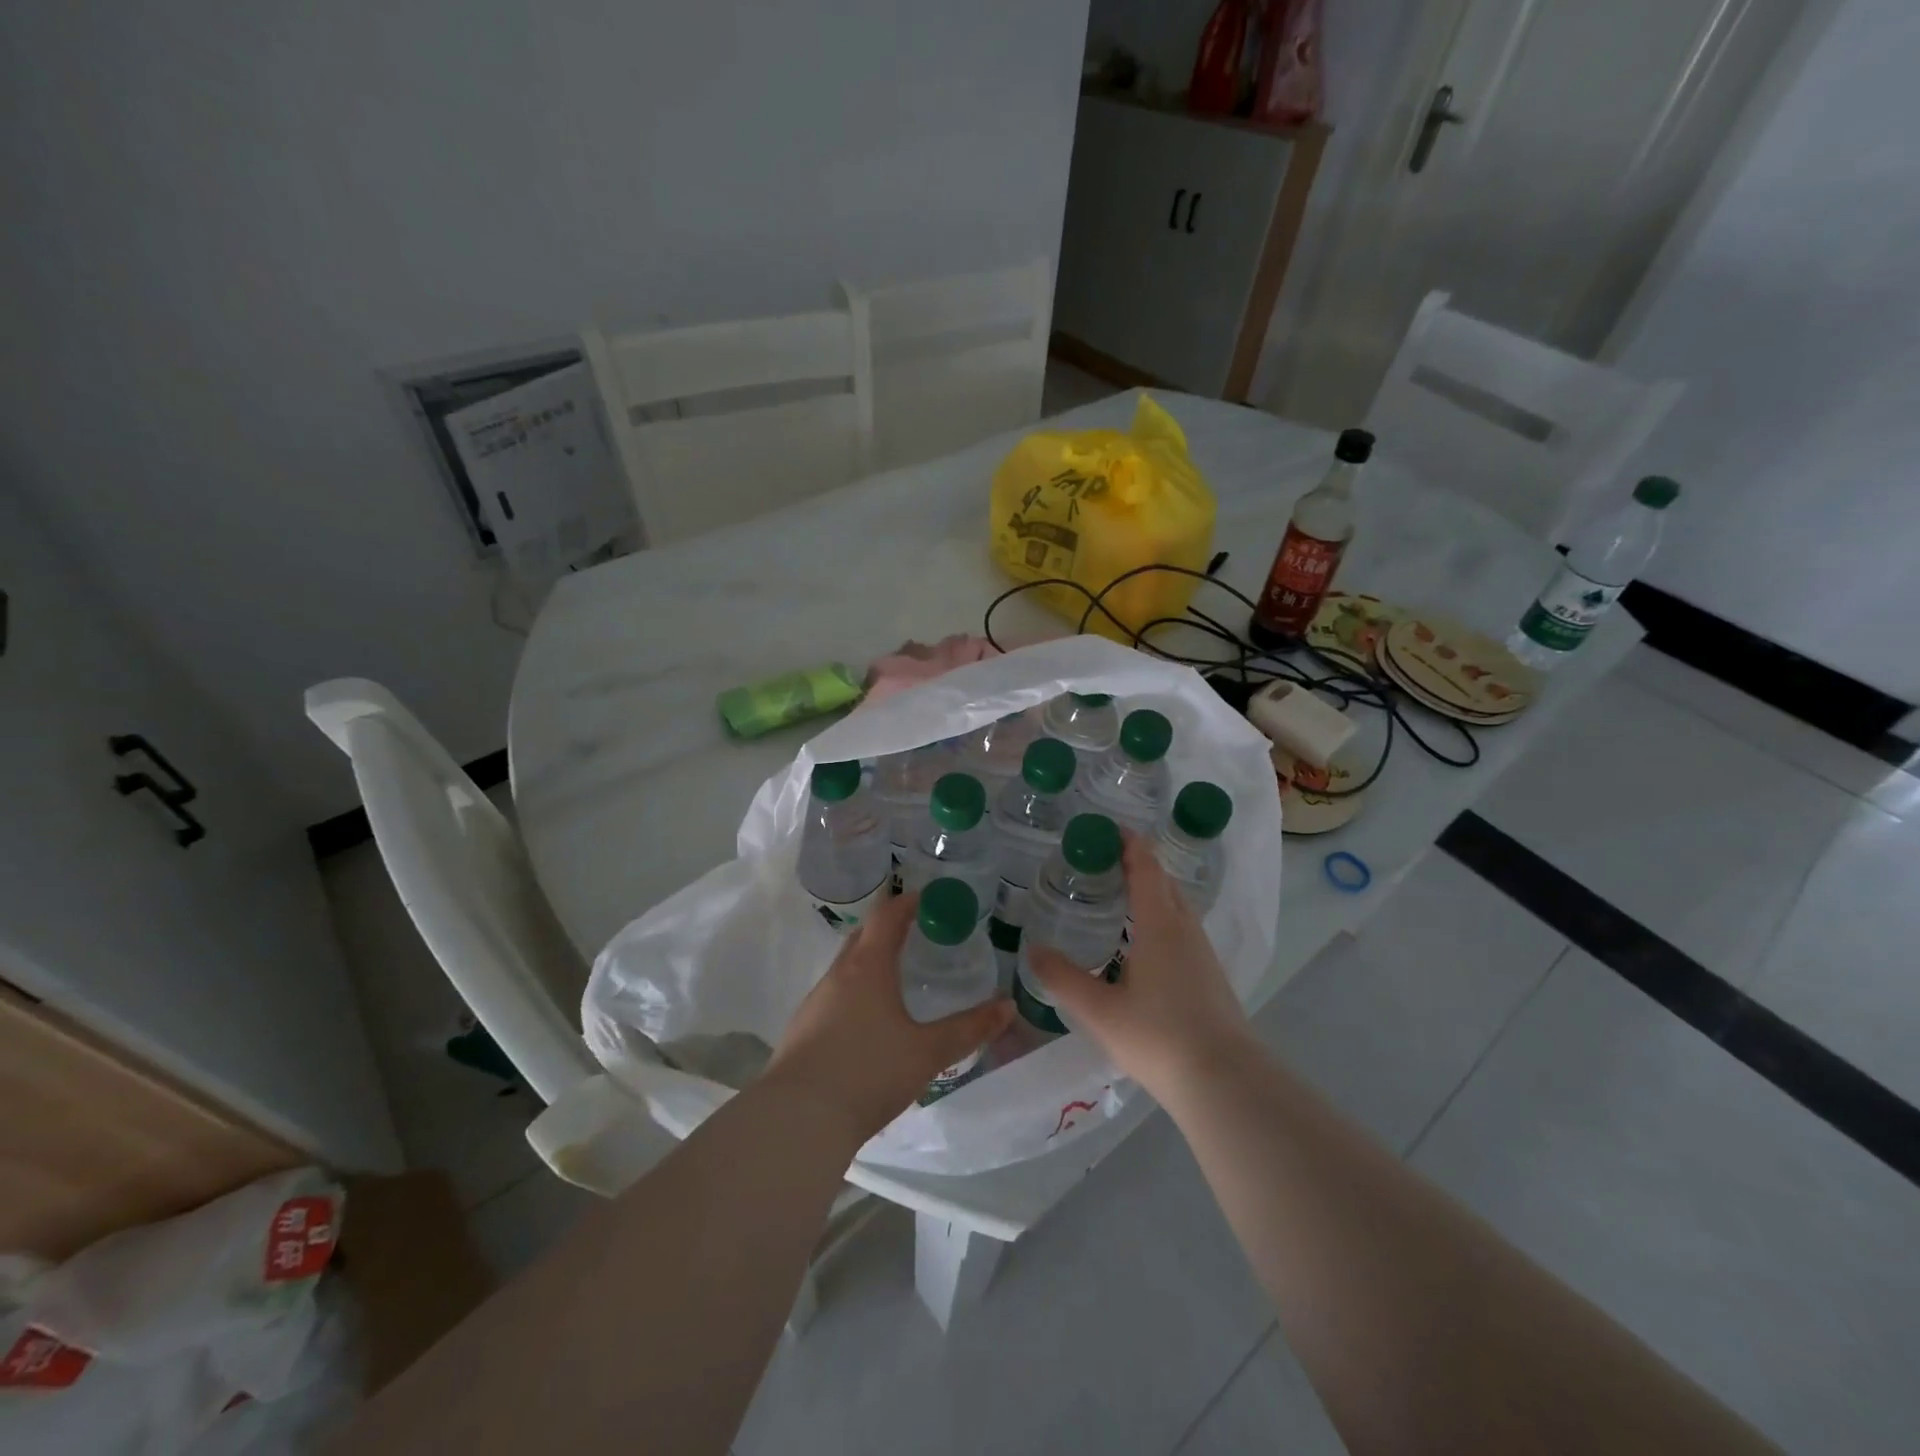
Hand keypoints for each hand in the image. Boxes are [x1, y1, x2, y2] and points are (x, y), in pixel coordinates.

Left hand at [764, 892, 1014, 1146]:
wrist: (798, 1120)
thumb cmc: (868, 1073)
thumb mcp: (927, 1052)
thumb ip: (969, 1029)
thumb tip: (1008, 1007)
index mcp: (867, 967)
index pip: (887, 915)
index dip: (909, 902)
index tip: (931, 899)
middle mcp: (838, 975)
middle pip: (863, 936)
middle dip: (889, 929)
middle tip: (919, 935)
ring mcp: (815, 1002)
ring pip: (846, 968)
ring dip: (871, 963)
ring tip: (898, 979)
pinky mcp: (802, 1030)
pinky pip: (834, 996)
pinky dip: (855, 993)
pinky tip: (869, 1023)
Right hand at [1025, 832, 1253, 1100]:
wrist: (1224, 1080)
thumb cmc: (1158, 1037)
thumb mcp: (1100, 1010)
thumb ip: (1064, 978)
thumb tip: (1032, 950)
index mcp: (1159, 926)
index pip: (1146, 870)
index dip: (1130, 845)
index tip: (1110, 829)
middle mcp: (1185, 930)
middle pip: (1165, 883)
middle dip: (1140, 865)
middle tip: (1106, 862)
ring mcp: (1203, 953)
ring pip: (1178, 907)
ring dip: (1153, 892)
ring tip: (1122, 898)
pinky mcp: (1211, 976)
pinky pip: (1184, 930)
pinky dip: (1162, 918)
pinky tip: (1144, 944)